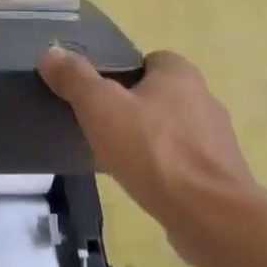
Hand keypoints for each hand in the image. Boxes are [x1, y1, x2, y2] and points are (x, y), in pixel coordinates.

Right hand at [37, 46, 255, 266]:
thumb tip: (51, 53)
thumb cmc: (153, 151)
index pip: (146, 60)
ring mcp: (214, 138)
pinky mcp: (216, 172)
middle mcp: (203, 98)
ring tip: (115, 159)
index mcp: (180, 74)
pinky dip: (160, 168)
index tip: (94, 97)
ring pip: (168, 129)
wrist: (208, 213)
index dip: (118, 74)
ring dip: (145, 140)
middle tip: (97, 128)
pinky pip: (179, 161)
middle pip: (156, 95)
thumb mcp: (101, 108)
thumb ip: (75, 79)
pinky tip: (140, 183)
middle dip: (129, 109)